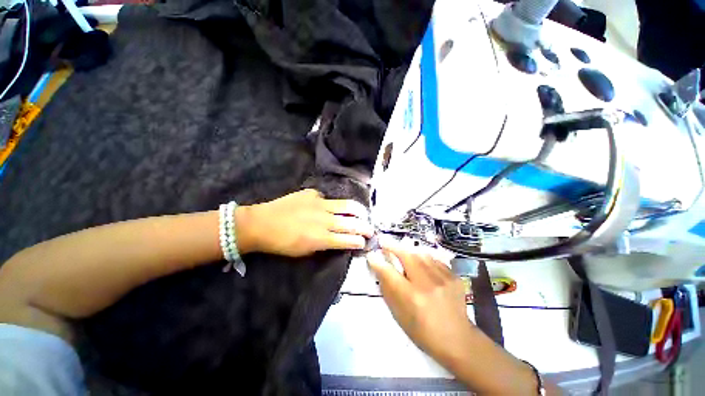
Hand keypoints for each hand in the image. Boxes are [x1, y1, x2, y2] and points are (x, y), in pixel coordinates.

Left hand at [236, 189, 372, 256]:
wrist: (261, 223)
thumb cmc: (281, 244)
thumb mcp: (305, 252)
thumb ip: (324, 245)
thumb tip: (338, 240)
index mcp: (322, 238)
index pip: (349, 239)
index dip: (360, 241)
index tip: (364, 242)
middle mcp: (325, 220)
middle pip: (353, 222)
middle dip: (365, 227)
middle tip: (370, 230)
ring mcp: (319, 204)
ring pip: (346, 205)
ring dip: (358, 211)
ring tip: (363, 213)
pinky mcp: (312, 194)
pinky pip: (327, 198)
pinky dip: (332, 204)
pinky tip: (330, 206)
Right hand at [367, 239, 550, 394]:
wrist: (458, 339)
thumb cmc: (423, 332)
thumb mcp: (400, 315)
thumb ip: (388, 290)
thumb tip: (380, 269)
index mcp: (411, 298)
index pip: (389, 273)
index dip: (378, 262)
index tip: (371, 255)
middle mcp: (427, 285)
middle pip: (407, 256)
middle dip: (393, 246)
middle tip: (384, 241)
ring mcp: (443, 279)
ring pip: (421, 254)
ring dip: (408, 251)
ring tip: (402, 252)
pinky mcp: (453, 277)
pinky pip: (434, 260)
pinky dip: (424, 259)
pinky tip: (421, 263)